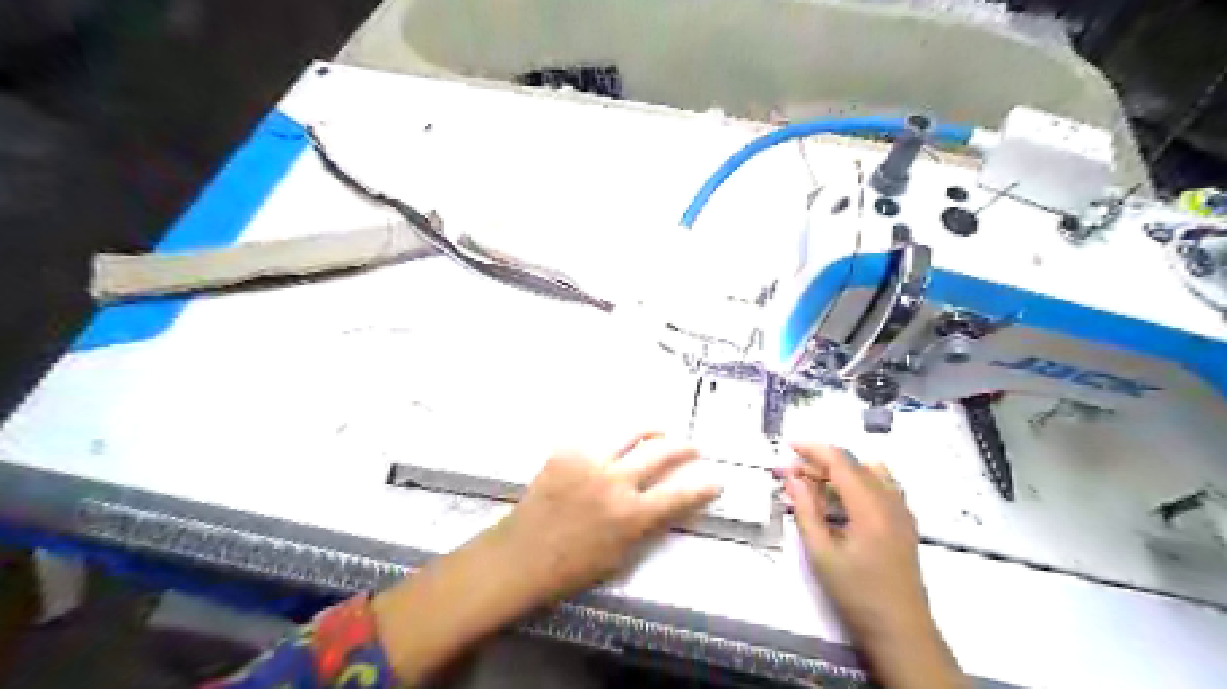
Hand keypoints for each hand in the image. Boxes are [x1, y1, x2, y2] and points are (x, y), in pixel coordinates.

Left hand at [371, 430, 721, 683]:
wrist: (521, 555)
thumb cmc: (572, 567)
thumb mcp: (620, 556)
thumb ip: (647, 526)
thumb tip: (667, 505)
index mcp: (632, 516)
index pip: (680, 495)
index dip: (703, 487)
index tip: (716, 480)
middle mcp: (616, 482)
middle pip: (661, 453)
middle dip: (684, 447)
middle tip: (693, 446)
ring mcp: (590, 462)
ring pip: (632, 434)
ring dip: (652, 431)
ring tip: (660, 430)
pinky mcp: (567, 451)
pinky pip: (597, 440)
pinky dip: (611, 443)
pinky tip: (612, 447)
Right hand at [787, 445, 968, 684]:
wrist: (901, 631)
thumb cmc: (856, 594)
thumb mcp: (821, 553)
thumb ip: (805, 510)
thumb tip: (791, 476)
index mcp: (870, 506)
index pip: (840, 460)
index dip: (813, 448)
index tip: (788, 446)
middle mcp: (890, 500)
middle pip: (854, 463)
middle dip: (821, 462)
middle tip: (792, 474)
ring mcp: (902, 510)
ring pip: (870, 471)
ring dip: (841, 470)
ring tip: (816, 485)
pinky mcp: (905, 522)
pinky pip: (883, 485)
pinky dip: (858, 481)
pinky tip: (843, 500)